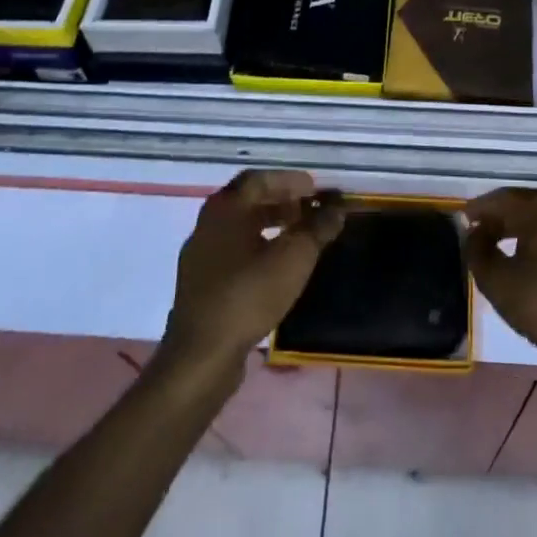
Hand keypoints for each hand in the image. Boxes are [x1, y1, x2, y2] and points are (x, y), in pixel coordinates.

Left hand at [161, 170, 343, 378]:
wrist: (201, 356)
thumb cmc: (248, 295)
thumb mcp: (294, 258)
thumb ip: (317, 228)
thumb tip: (337, 206)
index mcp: (225, 209)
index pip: (259, 179)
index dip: (289, 181)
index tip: (314, 189)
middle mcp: (208, 224)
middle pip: (248, 201)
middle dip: (281, 200)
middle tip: (309, 209)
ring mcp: (200, 255)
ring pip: (240, 227)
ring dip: (270, 224)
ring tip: (298, 236)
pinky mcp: (200, 284)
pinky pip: (232, 251)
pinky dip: (257, 246)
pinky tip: (276, 265)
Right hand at [466, 187, 536, 388]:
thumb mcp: (500, 284)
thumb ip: (479, 254)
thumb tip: (474, 234)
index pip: (501, 199)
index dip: (478, 209)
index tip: (461, 220)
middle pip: (524, 203)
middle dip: (499, 215)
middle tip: (479, 231)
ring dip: (519, 226)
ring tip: (500, 244)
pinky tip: (530, 258)